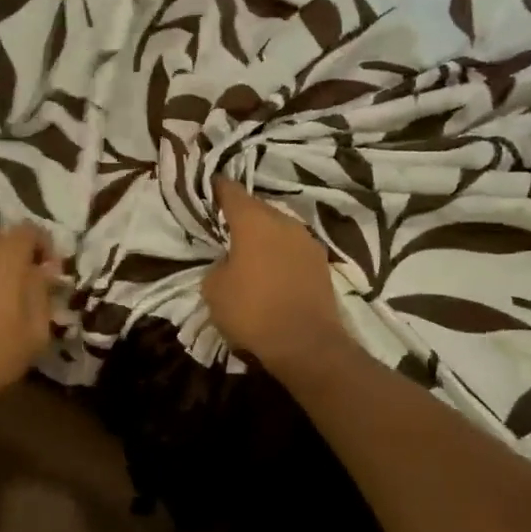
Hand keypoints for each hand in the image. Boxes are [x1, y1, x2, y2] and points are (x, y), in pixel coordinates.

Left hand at [0, 224, 59, 402]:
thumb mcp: (35, 329)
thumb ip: (43, 291)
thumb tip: (45, 269)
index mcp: (5, 258)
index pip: (30, 229)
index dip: (46, 246)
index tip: (52, 274)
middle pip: (5, 241)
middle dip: (23, 258)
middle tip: (33, 289)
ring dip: (0, 271)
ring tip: (8, 303)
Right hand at [204, 177, 353, 373]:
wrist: (306, 345)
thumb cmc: (252, 312)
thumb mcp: (214, 289)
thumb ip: (218, 265)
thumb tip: (229, 261)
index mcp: (254, 222)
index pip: (231, 192)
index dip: (217, 188)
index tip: (208, 187)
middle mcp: (284, 222)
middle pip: (258, 208)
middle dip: (242, 214)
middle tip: (225, 225)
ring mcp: (308, 242)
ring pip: (279, 228)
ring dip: (264, 235)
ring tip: (248, 251)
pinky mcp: (322, 264)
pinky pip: (293, 249)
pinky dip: (280, 254)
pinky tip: (271, 270)